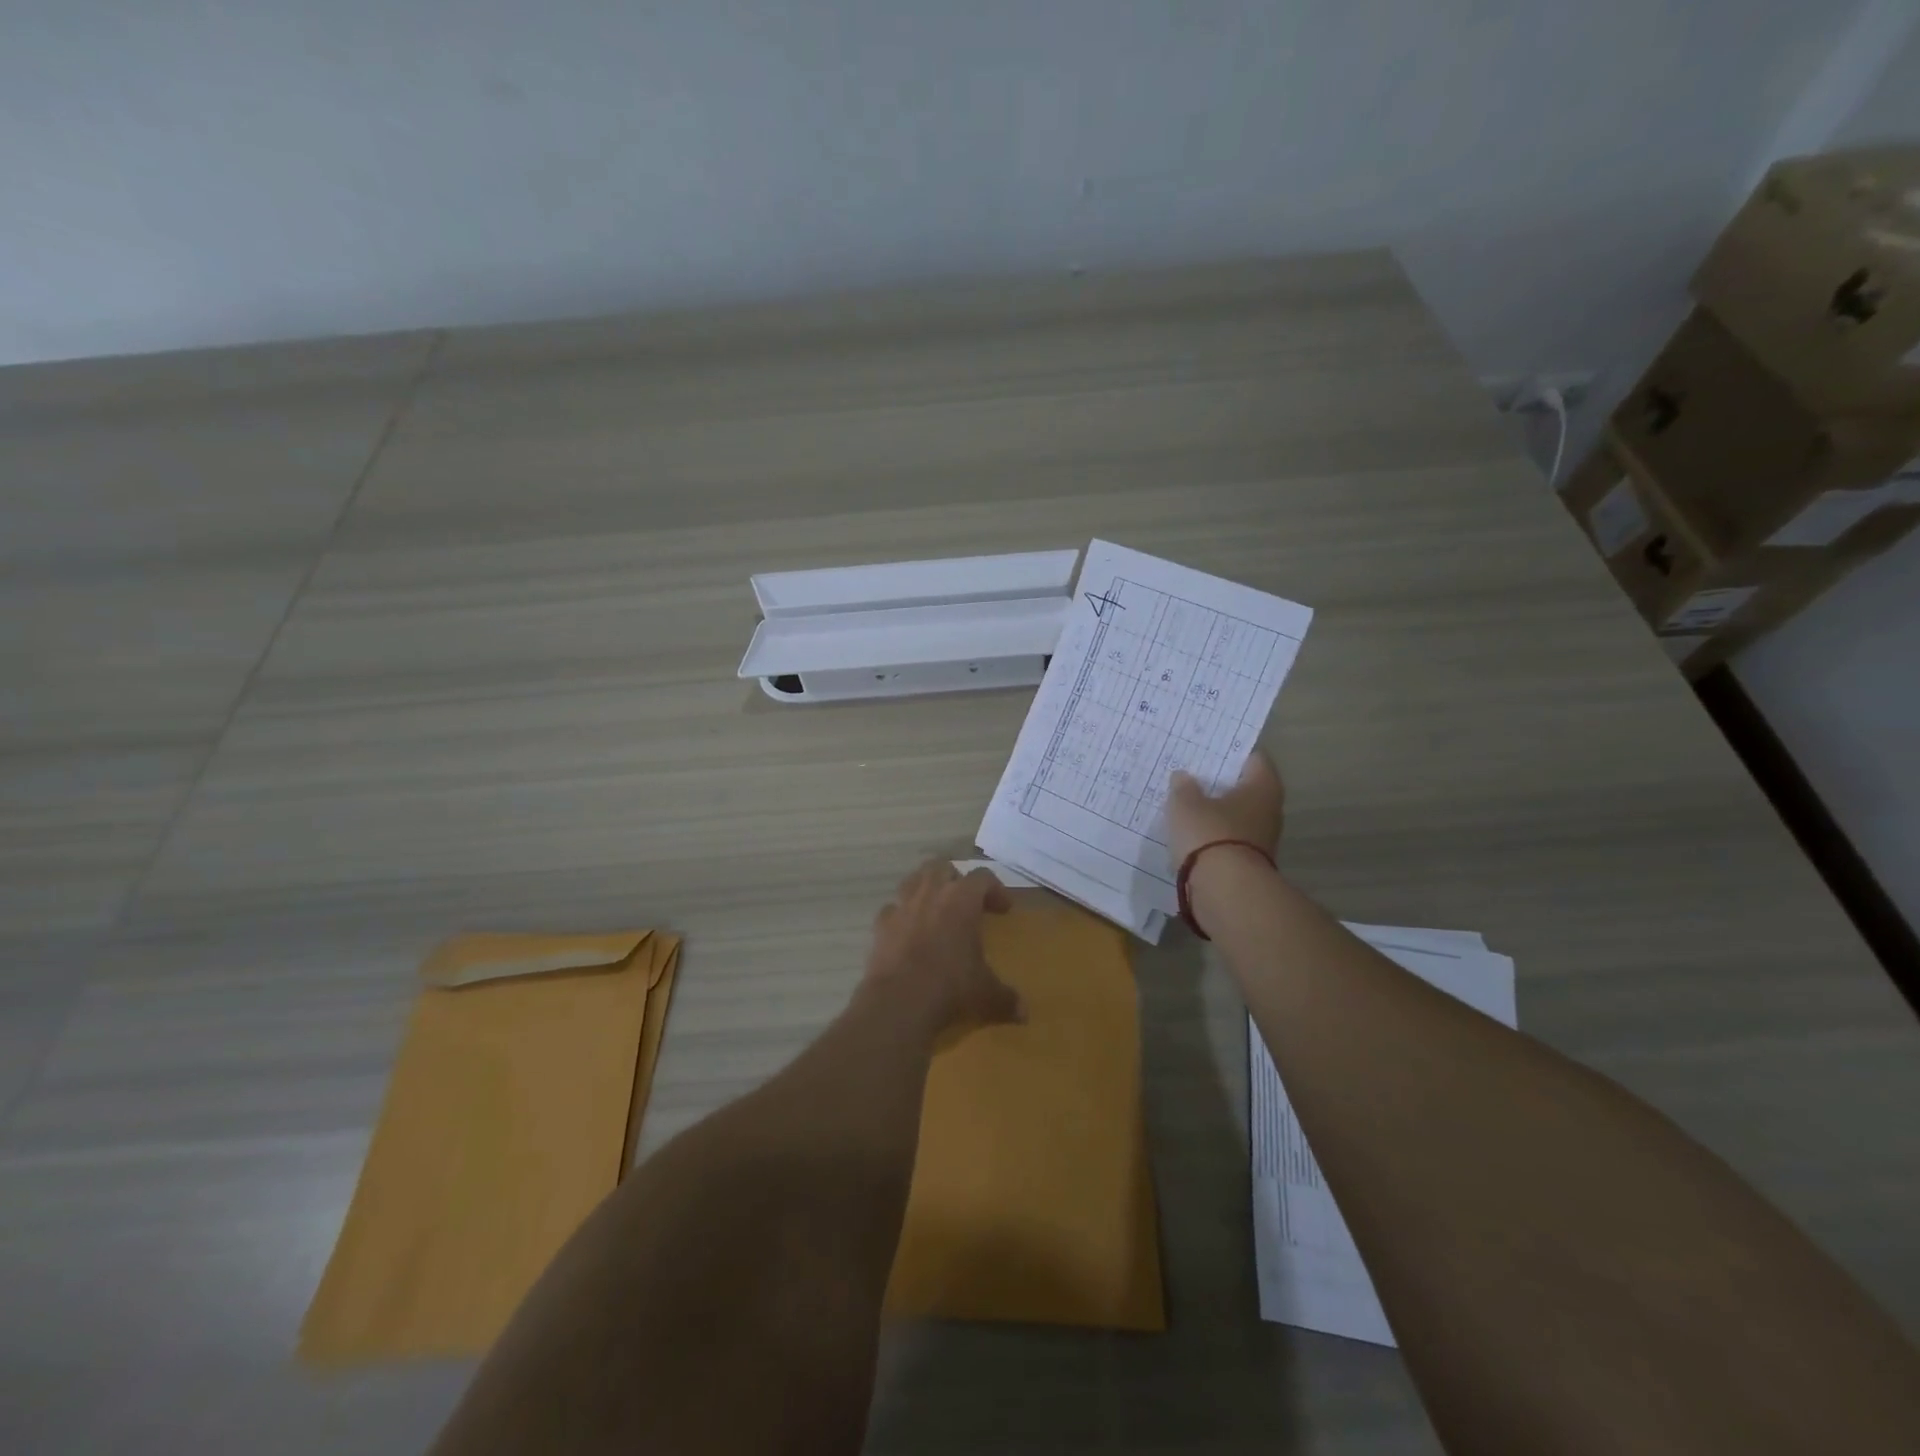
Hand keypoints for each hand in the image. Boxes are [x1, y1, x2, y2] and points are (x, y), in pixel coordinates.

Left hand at [866, 861, 1023, 1034]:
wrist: (899, 1002)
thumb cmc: (951, 987)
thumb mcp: (986, 994)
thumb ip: (1006, 998)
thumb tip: (1024, 1013)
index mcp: (962, 899)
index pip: (983, 877)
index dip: (995, 889)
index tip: (1004, 910)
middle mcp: (931, 893)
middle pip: (942, 867)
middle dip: (955, 879)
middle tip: (966, 901)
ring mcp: (902, 906)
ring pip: (913, 879)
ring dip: (926, 888)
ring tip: (935, 909)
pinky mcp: (880, 925)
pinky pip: (892, 909)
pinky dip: (901, 915)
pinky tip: (907, 932)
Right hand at [1166, 751, 1284, 866]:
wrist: (1225, 891)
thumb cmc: (1210, 834)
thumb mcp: (1185, 804)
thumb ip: (1183, 787)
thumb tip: (1183, 777)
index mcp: (1262, 786)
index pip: (1253, 758)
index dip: (1231, 752)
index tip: (1208, 749)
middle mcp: (1269, 810)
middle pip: (1244, 788)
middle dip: (1220, 784)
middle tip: (1191, 775)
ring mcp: (1261, 839)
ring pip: (1236, 816)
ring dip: (1215, 813)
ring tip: (1185, 805)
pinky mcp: (1248, 863)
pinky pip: (1227, 841)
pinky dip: (1212, 837)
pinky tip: (1189, 835)